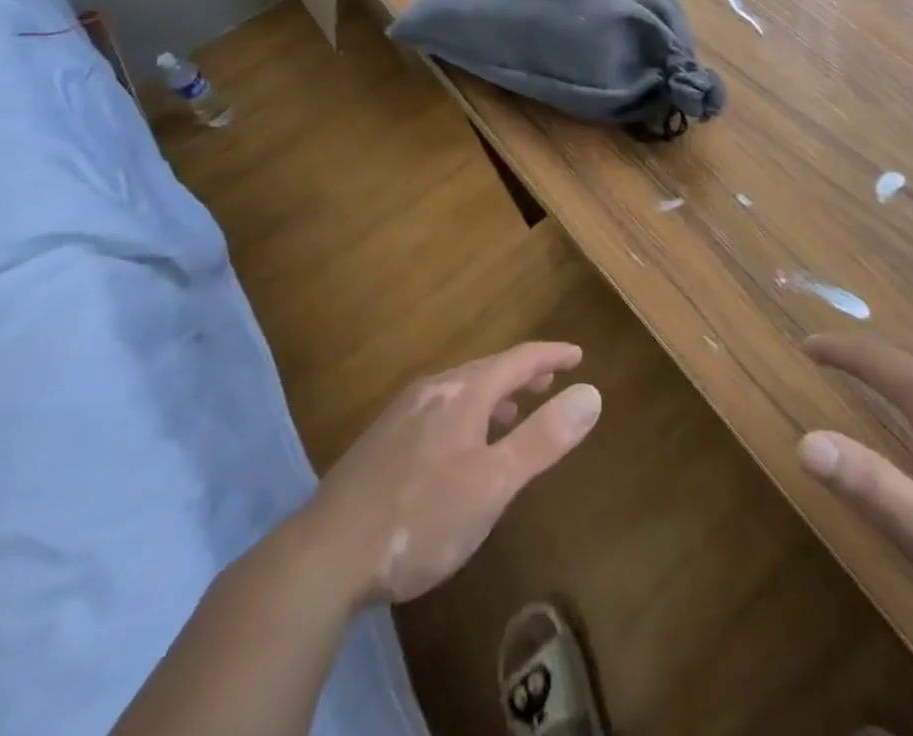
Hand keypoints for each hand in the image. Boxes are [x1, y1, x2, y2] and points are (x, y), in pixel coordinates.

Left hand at [303, 343, 601, 605]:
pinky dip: (467, 413)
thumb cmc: (420, 518)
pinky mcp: (381, 442)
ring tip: (512, 414)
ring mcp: (402, 414)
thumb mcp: (493, 484)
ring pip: (460, 390)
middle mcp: (432, 391)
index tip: (577, 355)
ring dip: (494, 395)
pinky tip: (461, 447)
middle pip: (488, 370)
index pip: (518, 360)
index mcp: (463, 393)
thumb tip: (591, 393)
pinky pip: (439, 410)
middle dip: (523, 374)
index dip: (551, 356)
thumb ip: (542, 438)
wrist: (322, 557)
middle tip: (550, 384)